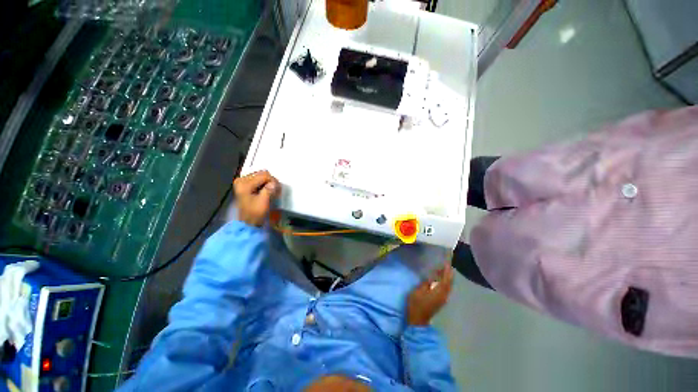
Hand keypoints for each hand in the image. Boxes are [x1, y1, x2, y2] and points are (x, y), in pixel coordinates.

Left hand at [234, 170, 280, 226]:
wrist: (248, 222)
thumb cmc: (255, 213)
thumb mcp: (263, 202)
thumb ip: (269, 190)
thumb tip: (275, 183)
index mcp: (244, 183)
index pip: (264, 175)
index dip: (273, 181)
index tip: (278, 190)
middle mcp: (242, 180)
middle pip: (262, 174)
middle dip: (271, 181)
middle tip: (276, 190)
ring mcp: (243, 182)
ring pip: (262, 176)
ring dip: (269, 183)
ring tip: (273, 191)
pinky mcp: (246, 185)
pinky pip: (259, 179)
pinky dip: (265, 184)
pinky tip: (268, 190)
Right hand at [407, 262, 453, 325]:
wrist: (417, 320)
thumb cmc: (416, 304)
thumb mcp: (418, 291)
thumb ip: (426, 283)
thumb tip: (431, 277)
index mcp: (439, 292)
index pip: (446, 279)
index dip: (447, 271)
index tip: (447, 262)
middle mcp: (443, 295)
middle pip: (449, 283)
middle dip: (448, 274)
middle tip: (446, 264)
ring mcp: (442, 299)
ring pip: (448, 286)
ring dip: (447, 278)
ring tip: (443, 270)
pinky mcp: (440, 301)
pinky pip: (445, 289)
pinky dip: (444, 283)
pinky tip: (439, 279)